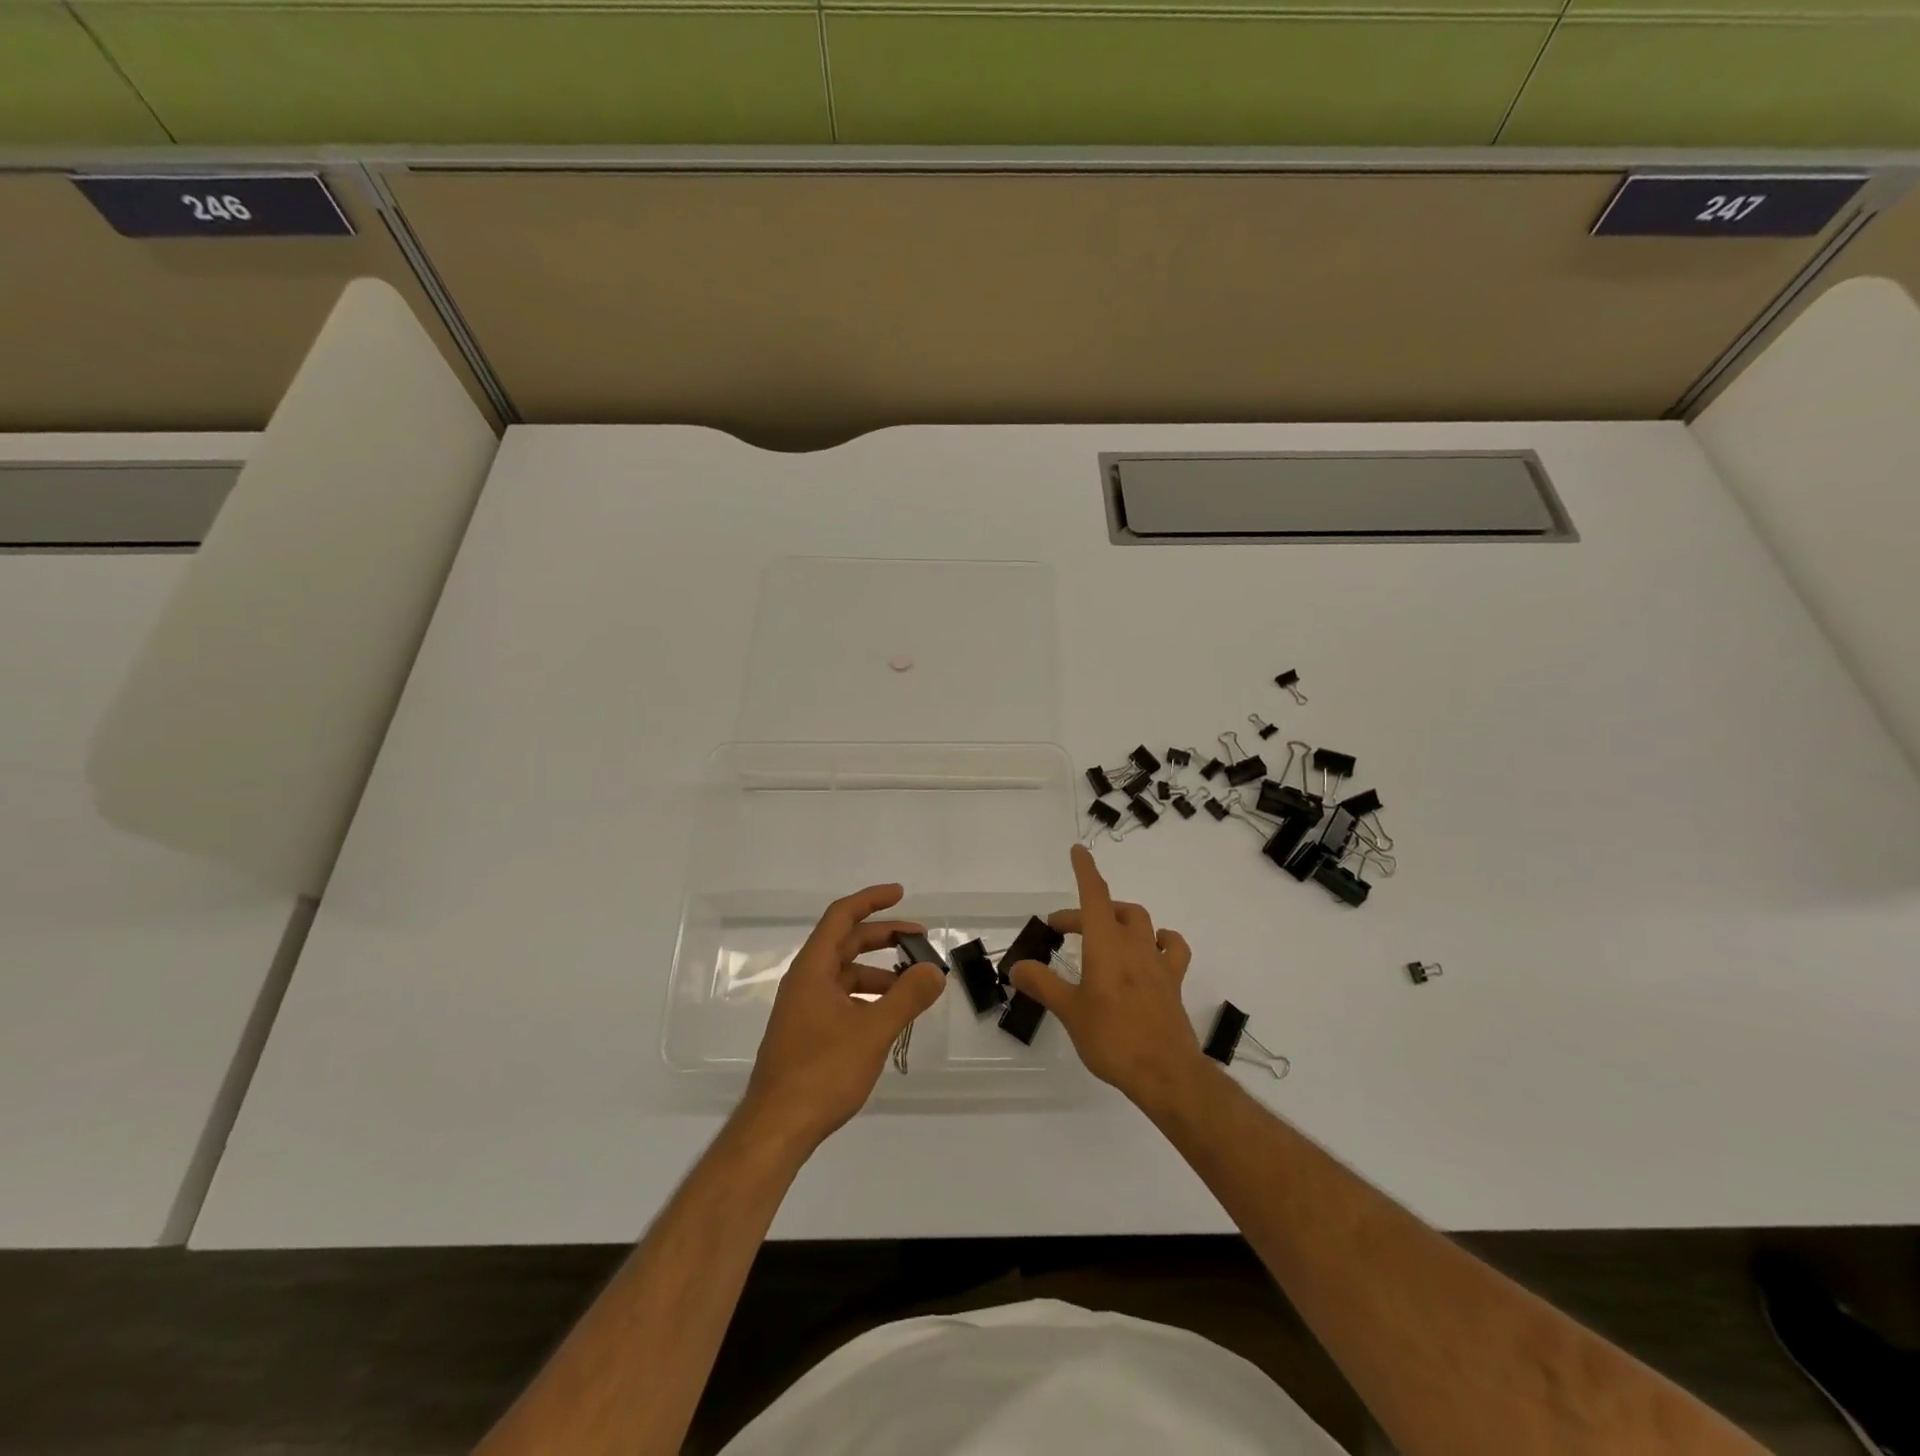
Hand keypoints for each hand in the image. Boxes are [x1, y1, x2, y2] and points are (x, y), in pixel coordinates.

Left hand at [740, 884, 945, 1153]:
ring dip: (878, 972)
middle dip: (883, 936)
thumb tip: (934, 970)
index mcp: (812, 970)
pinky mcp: (806, 1033)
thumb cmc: (822, 1072)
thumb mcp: (873, 1031)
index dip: (871, 900)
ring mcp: (803, 1009)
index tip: (901, 894)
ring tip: (912, 985)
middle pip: (845, 943)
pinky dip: (867, 997)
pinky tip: (888, 1018)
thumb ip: (907, 997)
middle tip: (920, 939)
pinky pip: (841, 999)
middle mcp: (804, 982)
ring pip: (845, 975)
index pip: (841, 917)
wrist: (776, 1129)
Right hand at [1011, 845, 1208, 1112]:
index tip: (1078, 850)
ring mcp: (1157, 962)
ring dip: (1120, 919)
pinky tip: (1151, 949)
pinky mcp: (1173, 983)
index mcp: (1106, 944)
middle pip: (1112, 910)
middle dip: (1085, 912)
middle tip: (1061, 930)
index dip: (1085, 871)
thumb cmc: (1112, 1037)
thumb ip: (1043, 984)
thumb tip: (1017, 967)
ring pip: (1141, 923)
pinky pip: (1171, 948)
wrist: (1165, 1072)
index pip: (1094, 895)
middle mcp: (1134, 944)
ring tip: (1103, 934)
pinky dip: (1160, 940)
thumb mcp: (1069, 1011)